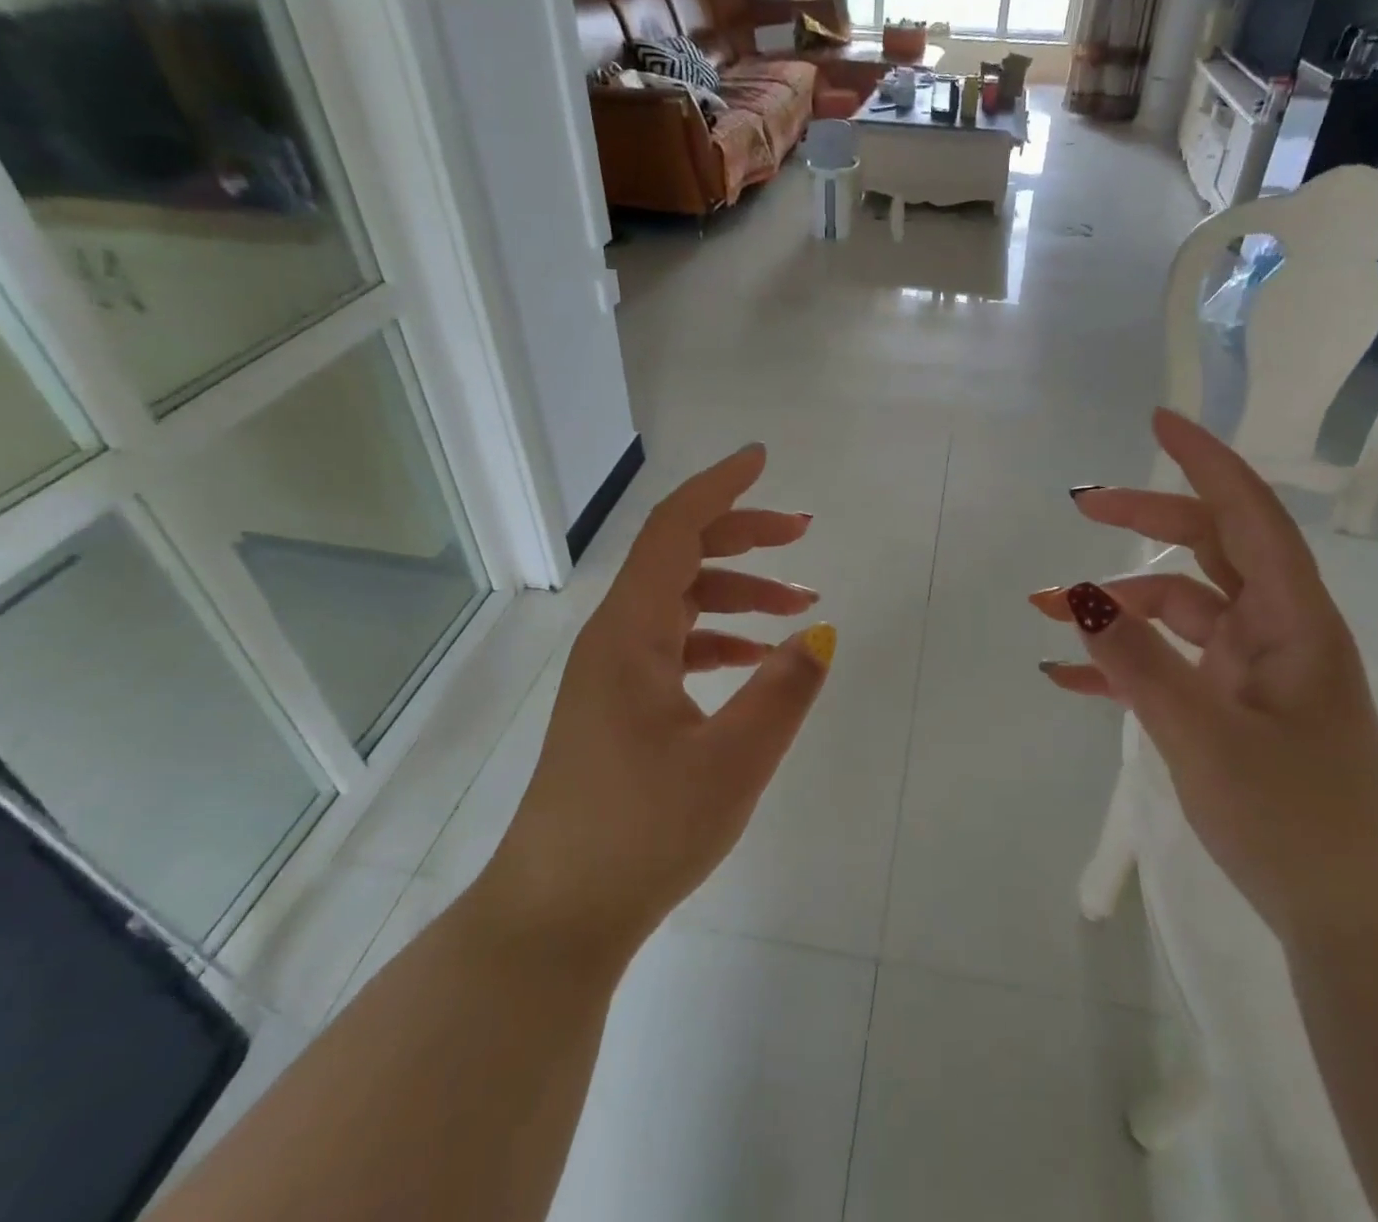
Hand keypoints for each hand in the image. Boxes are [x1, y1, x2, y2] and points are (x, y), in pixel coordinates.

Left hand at [475, 444, 834, 975]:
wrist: (556, 918)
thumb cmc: (640, 834)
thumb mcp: (731, 763)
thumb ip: (784, 692)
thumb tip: (821, 634)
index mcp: (630, 634)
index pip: (675, 530)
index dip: (720, 488)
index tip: (761, 459)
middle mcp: (615, 639)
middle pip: (679, 557)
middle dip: (743, 535)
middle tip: (804, 534)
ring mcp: (613, 673)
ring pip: (680, 602)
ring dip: (739, 592)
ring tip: (801, 607)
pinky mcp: (619, 705)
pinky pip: (675, 645)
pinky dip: (720, 637)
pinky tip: (758, 660)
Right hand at [1032, 409, 1377, 949]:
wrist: (1354, 920)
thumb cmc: (1296, 820)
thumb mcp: (1204, 737)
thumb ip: (1137, 663)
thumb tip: (1077, 596)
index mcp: (1292, 620)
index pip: (1249, 514)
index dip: (1205, 461)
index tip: (1157, 421)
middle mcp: (1276, 630)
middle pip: (1207, 547)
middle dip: (1144, 519)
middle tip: (1079, 506)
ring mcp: (1253, 669)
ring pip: (1177, 607)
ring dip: (1114, 604)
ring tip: (1044, 609)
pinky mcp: (1232, 705)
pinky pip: (1168, 662)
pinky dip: (1121, 661)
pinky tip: (1066, 676)